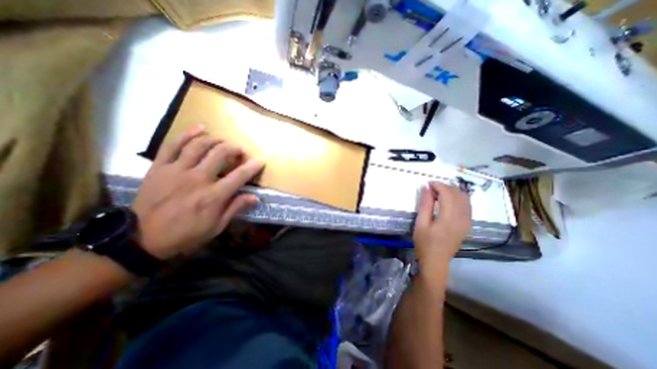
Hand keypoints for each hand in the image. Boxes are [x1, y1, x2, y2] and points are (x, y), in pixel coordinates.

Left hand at [132, 126, 263, 260]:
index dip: (252, 166)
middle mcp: (197, 179)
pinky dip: (188, 134)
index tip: (260, 160)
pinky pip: (173, 144)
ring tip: (224, 141)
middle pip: (220, 154)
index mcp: (213, 196)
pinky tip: (200, 128)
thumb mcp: (216, 226)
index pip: (239, 176)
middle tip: (240, 151)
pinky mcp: (160, 167)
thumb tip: (255, 197)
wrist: (142, 238)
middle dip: (235, 149)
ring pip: (200, 145)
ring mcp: (177, 170)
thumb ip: (235, 208)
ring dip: (216, 140)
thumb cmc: (186, 234)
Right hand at [412, 182, 468, 267]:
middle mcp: (462, 217)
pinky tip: (447, 202)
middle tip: (430, 190)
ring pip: (464, 198)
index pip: (448, 193)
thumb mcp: (421, 224)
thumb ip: (425, 205)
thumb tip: (426, 188)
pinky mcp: (467, 224)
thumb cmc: (425, 243)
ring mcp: (467, 221)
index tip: (427, 184)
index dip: (438, 185)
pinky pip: (466, 205)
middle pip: (458, 193)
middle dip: (444, 187)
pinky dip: (457, 199)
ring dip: (451, 192)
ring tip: (437, 195)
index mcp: (449, 218)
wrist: (436, 261)